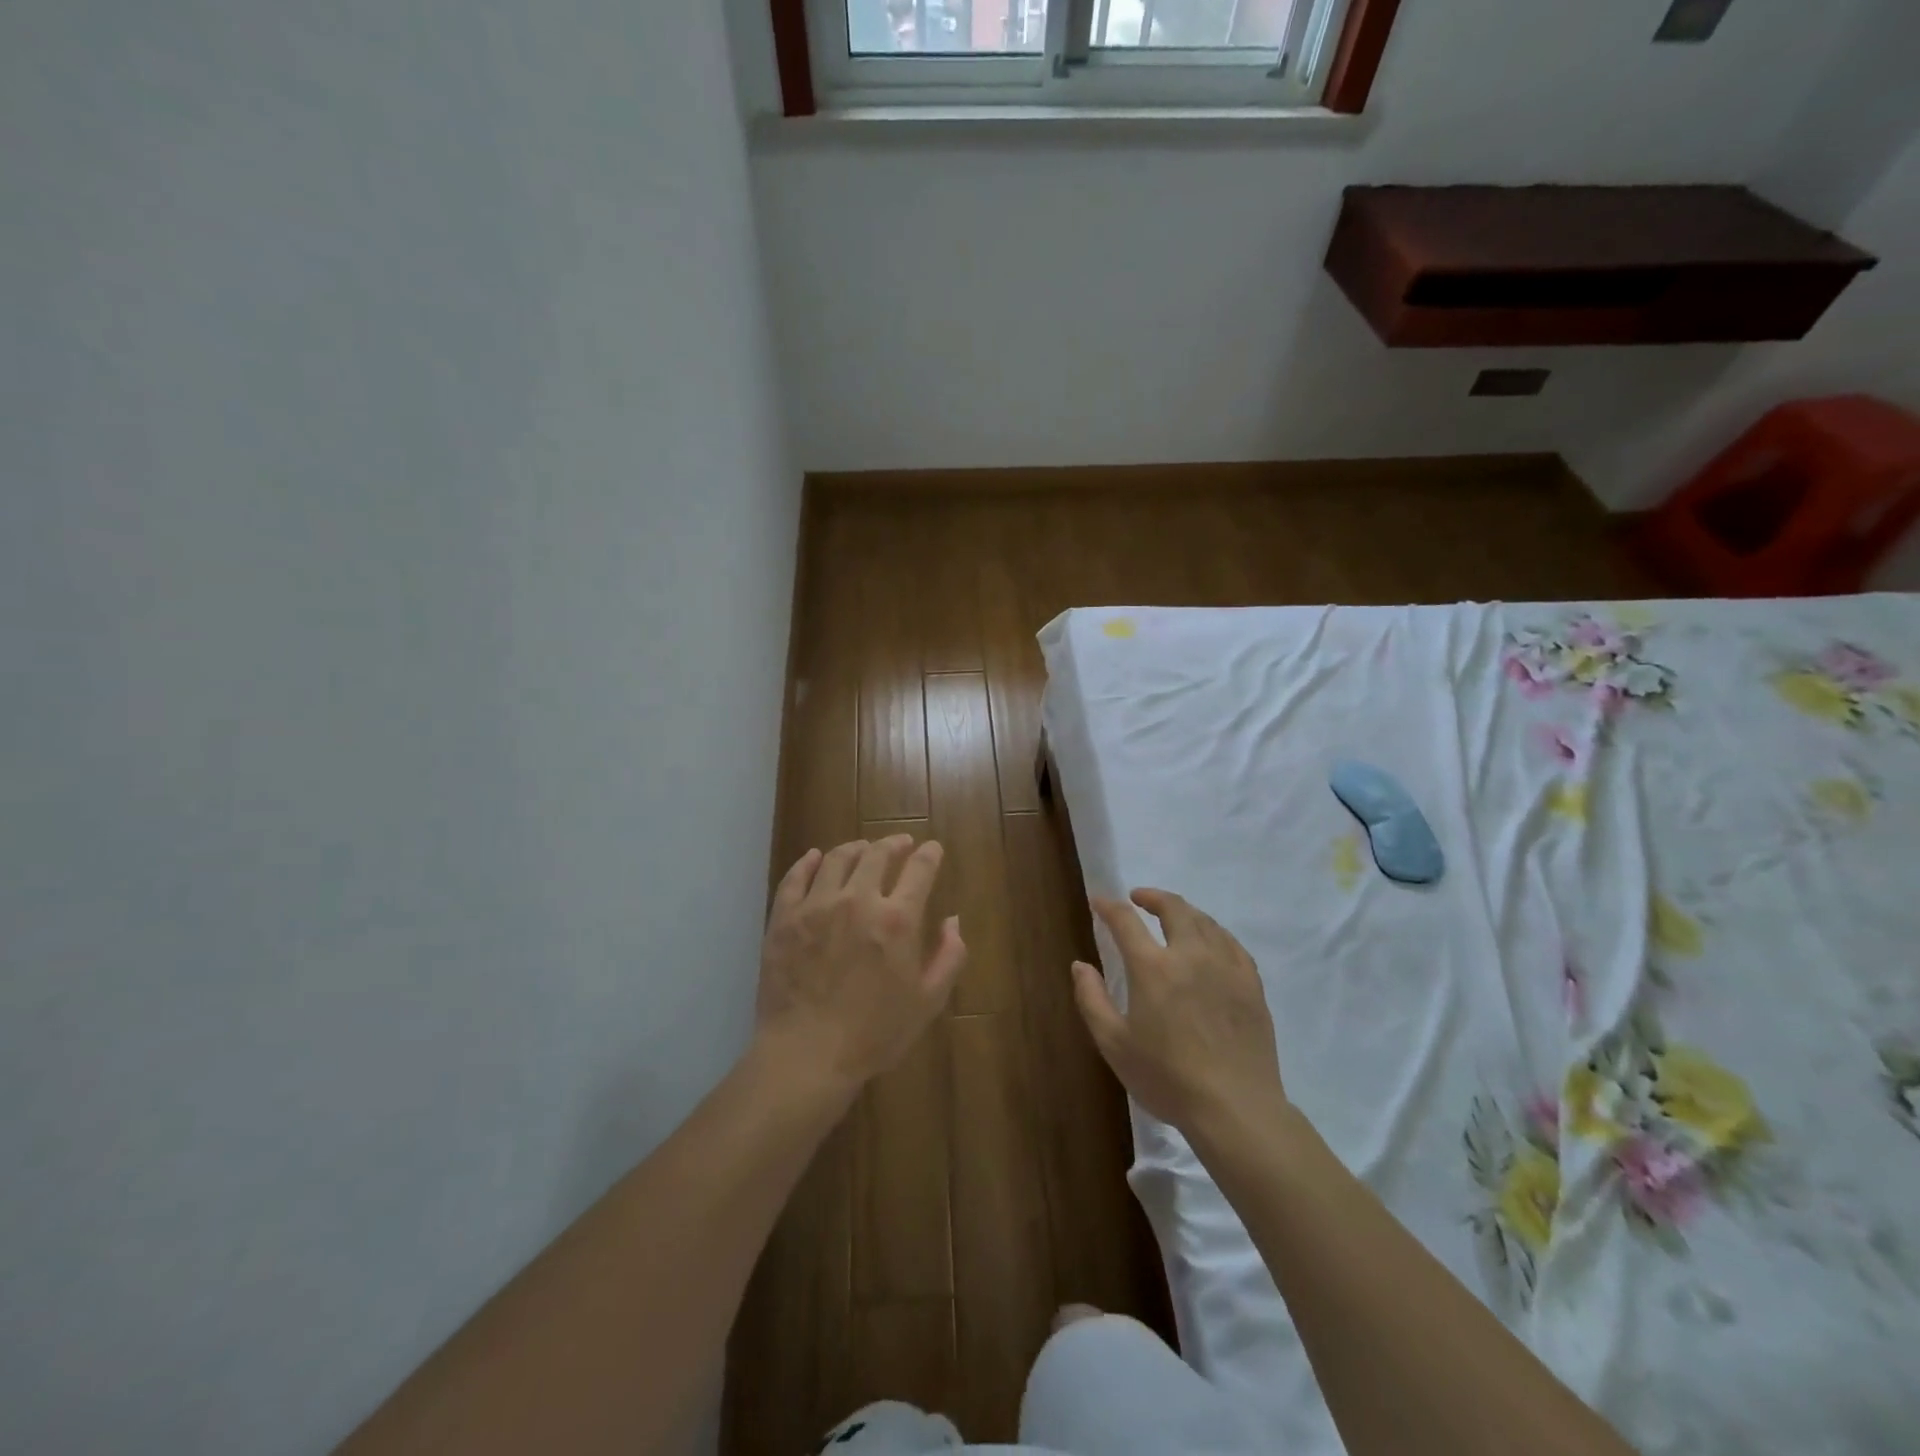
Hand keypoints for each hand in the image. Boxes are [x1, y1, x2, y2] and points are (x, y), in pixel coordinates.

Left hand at [756, 835, 965, 1090]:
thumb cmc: (874, 1034)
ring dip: (855, 848)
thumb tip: (953, 920)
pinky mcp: (784, 918)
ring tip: (862, 848)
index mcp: (897, 919)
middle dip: (893, 843)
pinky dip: (807, 862)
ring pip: (837, 858)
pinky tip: (814, 858)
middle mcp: (857, 900)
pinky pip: (795, 878)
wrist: (806, 1055)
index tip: (932, 848)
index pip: (919, 869)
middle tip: (899, 842)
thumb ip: (949, 956)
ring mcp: (816, 906)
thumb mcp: (928, 1002)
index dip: (929, 854)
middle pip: (877, 854)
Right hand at [1072, 889, 1284, 1133]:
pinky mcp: (1251, 984)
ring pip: (1205, 922)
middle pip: (1174, 909)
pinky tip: (1210, 942)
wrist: (1235, 1108)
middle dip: (1153, 897)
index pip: (1126, 921)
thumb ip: (1092, 999)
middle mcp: (1191, 955)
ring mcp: (1226, 967)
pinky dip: (1214, 933)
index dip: (1109, 906)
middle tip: (1139, 898)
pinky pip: (1232, 944)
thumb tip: (1080, 965)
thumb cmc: (1167, 1078)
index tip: (1099, 901)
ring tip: (1173, 916)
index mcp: (1153, 968)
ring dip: (1184, 911)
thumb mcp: (1114, 1044)